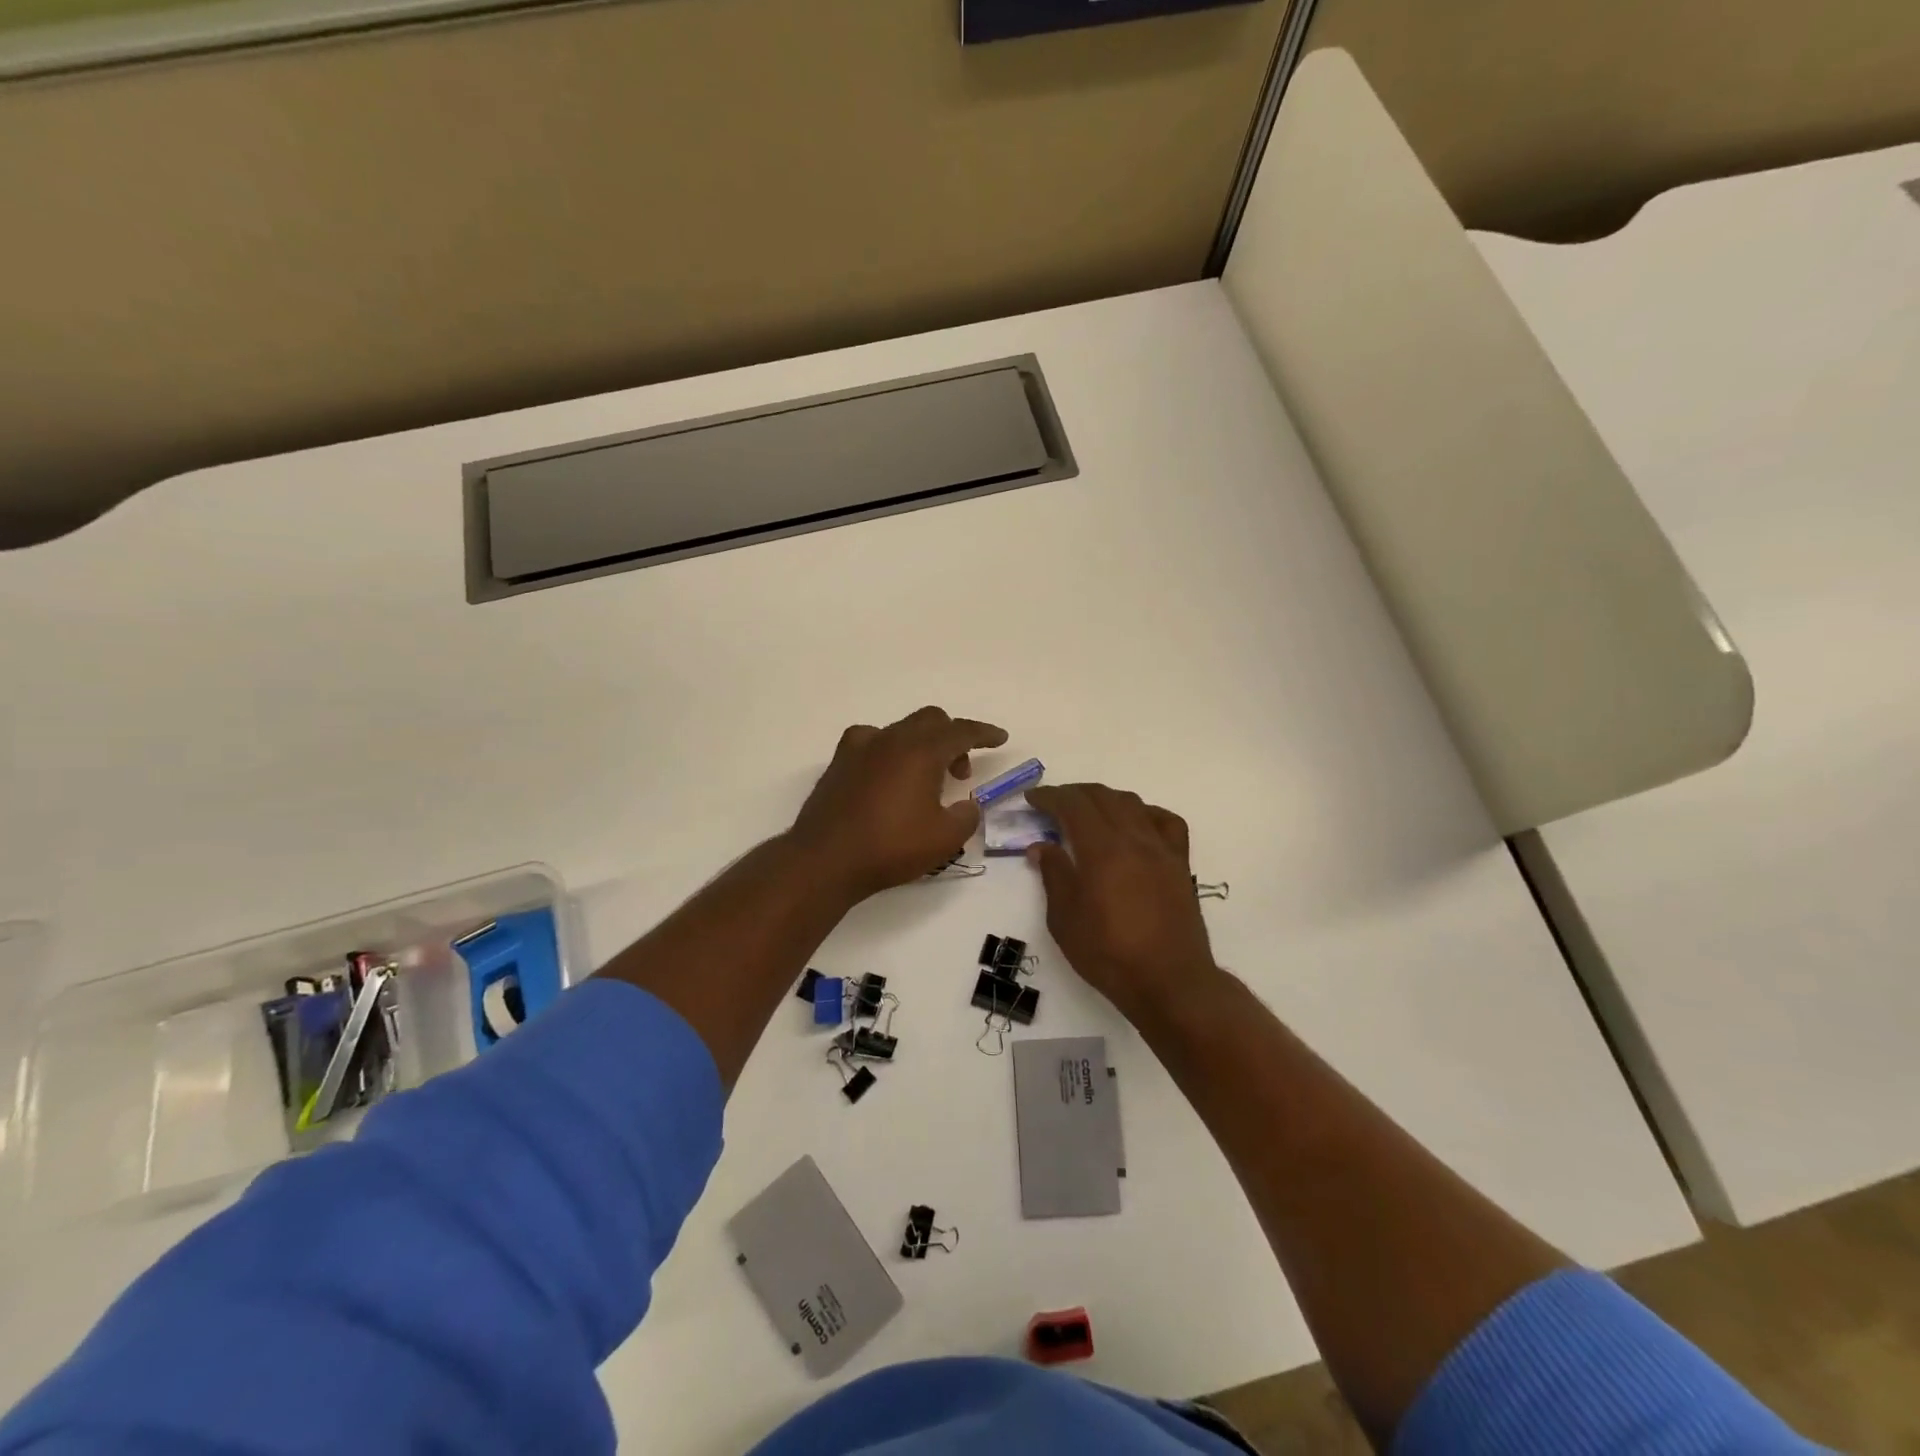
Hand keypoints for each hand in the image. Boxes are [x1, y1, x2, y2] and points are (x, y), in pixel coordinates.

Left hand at [787, 707, 1008, 900]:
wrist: (825, 859)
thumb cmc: (890, 847)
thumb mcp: (944, 838)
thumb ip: (966, 816)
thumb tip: (967, 806)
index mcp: (921, 751)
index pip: (961, 731)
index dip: (984, 733)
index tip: (1000, 738)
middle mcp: (891, 739)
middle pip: (930, 721)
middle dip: (952, 739)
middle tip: (961, 772)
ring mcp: (860, 747)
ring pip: (901, 729)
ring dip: (922, 744)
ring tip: (926, 777)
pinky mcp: (839, 762)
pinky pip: (873, 742)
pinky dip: (890, 751)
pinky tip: (888, 775)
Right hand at [1026, 784, 1216, 1016]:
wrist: (1170, 981)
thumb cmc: (1109, 954)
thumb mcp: (1065, 919)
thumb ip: (1053, 875)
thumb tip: (1042, 846)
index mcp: (1101, 849)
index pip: (1072, 805)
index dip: (1049, 796)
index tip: (1032, 799)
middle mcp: (1133, 838)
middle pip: (1102, 797)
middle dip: (1073, 794)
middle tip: (1052, 805)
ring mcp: (1161, 848)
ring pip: (1132, 803)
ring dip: (1105, 799)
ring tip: (1088, 812)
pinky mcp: (1180, 863)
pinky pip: (1165, 821)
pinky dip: (1144, 813)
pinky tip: (1135, 824)